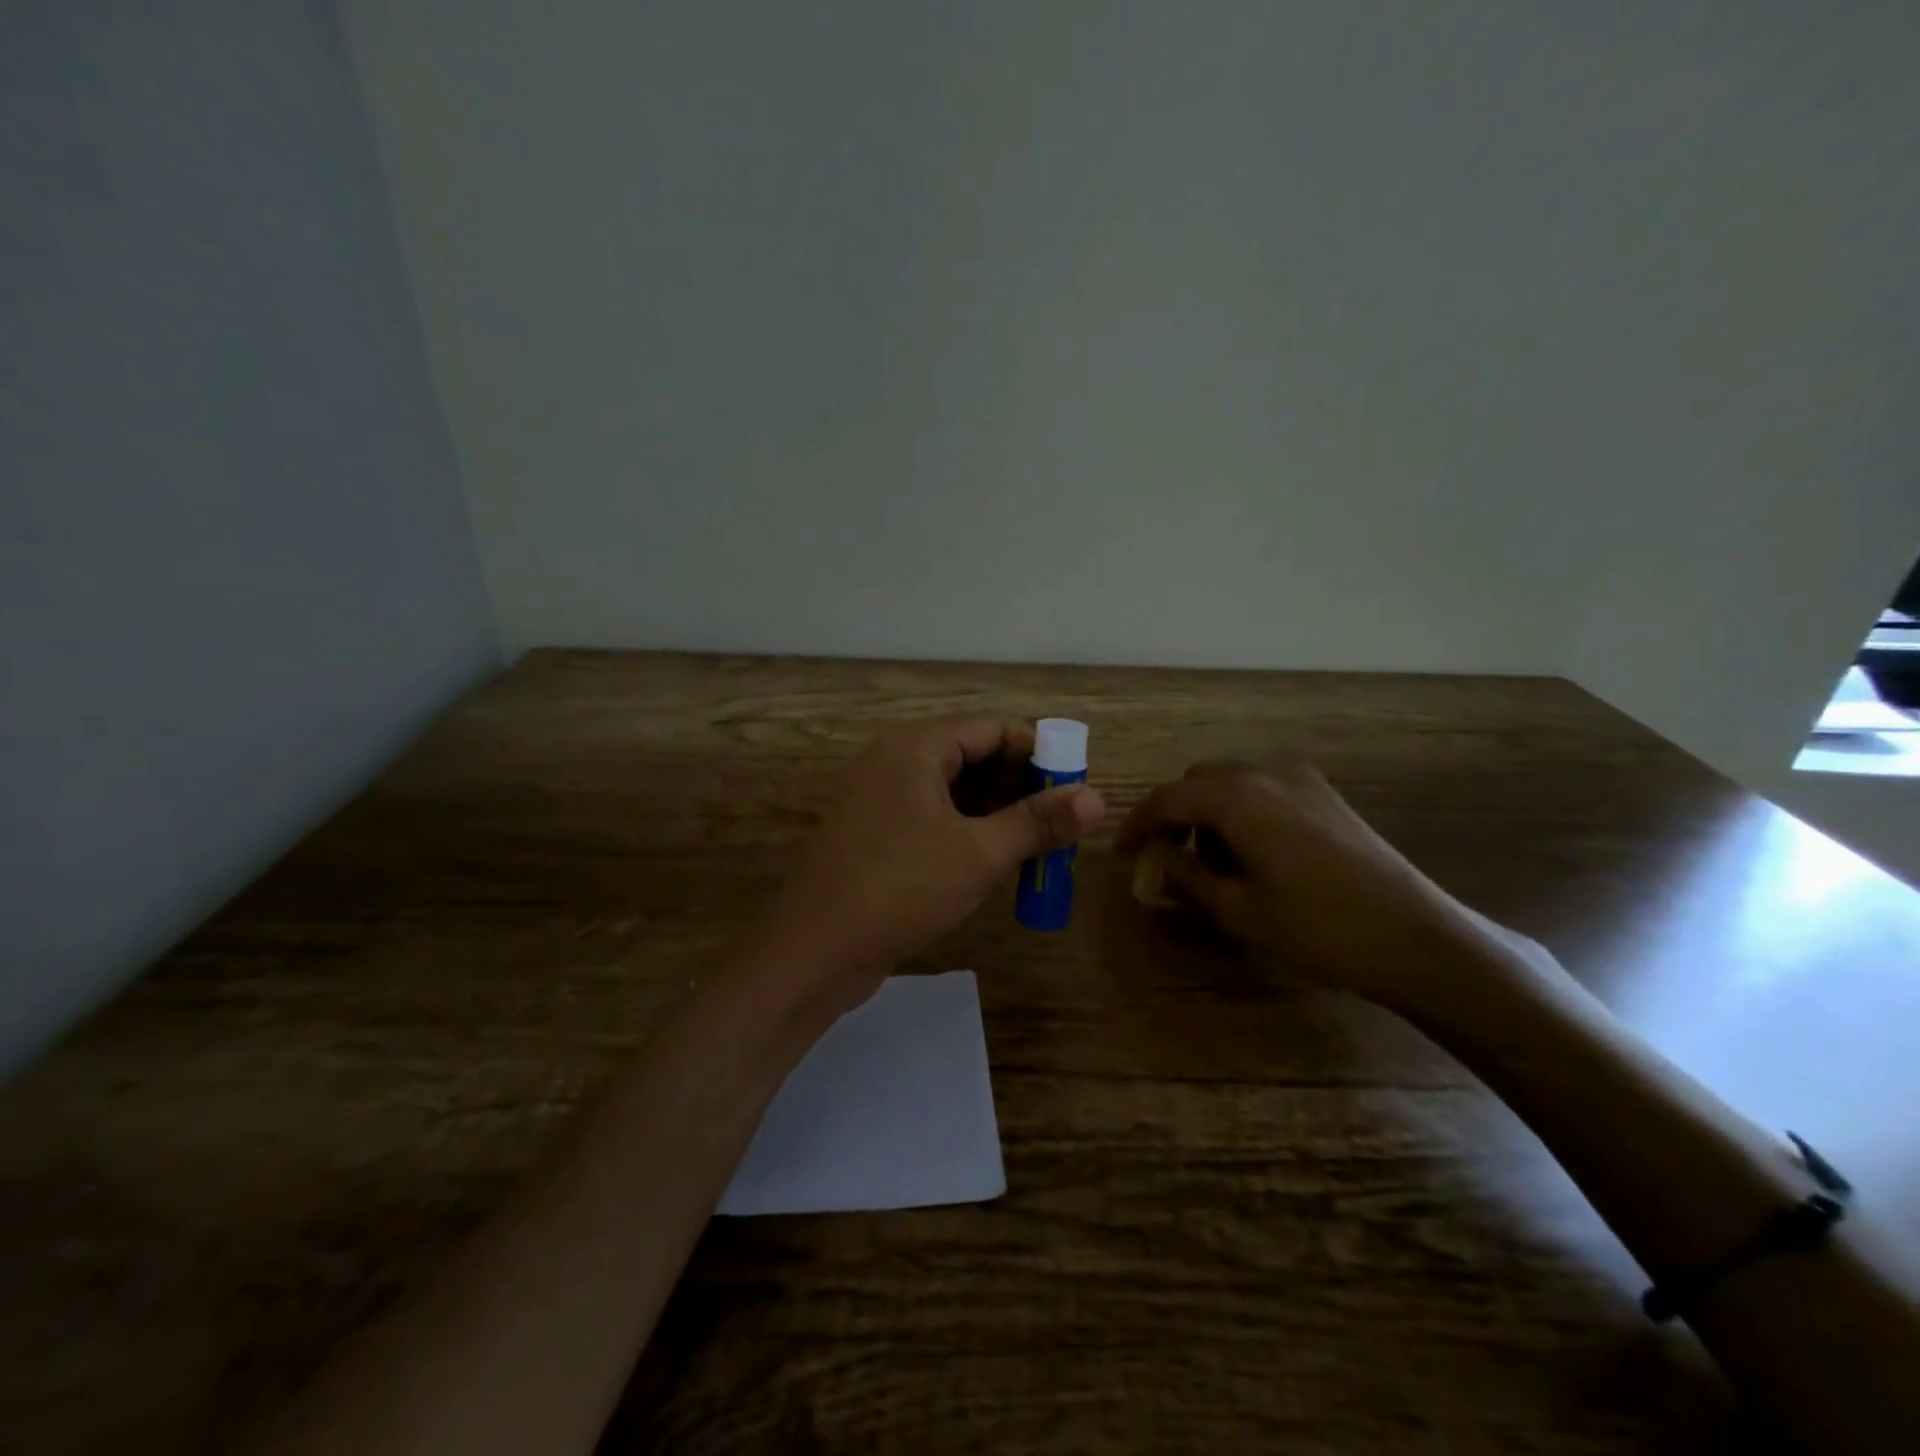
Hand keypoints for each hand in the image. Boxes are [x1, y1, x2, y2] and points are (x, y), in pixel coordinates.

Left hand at [753, 716, 1104, 1015]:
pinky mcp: (876, 834)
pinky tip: (997, 861)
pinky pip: (934, 817)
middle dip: (1022, 785)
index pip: (993, 728)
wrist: (813, 951)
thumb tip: (1096, 799)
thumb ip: (1038, 822)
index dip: (1040, 751)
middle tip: (1062, 821)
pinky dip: (969, 831)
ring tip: (1039, 846)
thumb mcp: (979, 853)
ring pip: (955, 791)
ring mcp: (881, 798)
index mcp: (916, 747)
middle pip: (974, 755)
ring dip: (999, 812)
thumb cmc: (900, 888)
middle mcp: (895, 761)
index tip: (1076, 786)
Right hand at [1115, 757, 1481, 1013]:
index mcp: (1238, 798)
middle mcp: (1267, 774)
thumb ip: (1187, 876)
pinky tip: (1253, 854)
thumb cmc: (1317, 928)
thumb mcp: (1239, 910)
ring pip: (1233, 782)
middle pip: (1199, 780)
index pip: (1167, 798)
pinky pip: (1265, 790)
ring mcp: (1303, 781)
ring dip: (1209, 812)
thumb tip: (1157, 858)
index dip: (1137, 824)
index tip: (1120, 852)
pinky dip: (1242, 811)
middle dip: (1174, 814)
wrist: (1416, 939)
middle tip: (1166, 856)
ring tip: (1211, 862)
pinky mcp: (1327, 796)